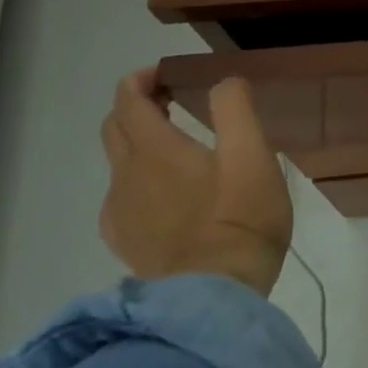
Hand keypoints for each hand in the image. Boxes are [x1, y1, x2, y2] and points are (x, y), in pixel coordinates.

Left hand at [98, 66, 291, 294]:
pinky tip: (166, 197)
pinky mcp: (125, 241)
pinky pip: (120, 199)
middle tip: (174, 103)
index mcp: (154, 148)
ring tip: (178, 151)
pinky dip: (137, 182)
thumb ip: (235, 109)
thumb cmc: (240, 217)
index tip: (170, 74)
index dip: (142, 79)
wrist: (215, 293)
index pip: (128, 99)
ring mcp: (119, 212)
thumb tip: (224, 81)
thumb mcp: (253, 155)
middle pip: (114, 127)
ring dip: (139, 145)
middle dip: (137, 107)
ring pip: (117, 164)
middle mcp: (125, 175)